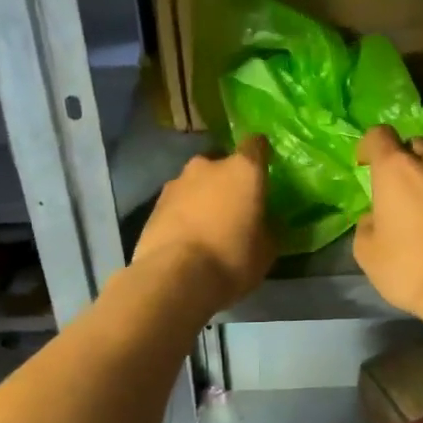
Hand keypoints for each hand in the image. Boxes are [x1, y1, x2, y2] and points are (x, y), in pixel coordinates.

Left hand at [133, 135, 274, 310]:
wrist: (174, 277)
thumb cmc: (231, 259)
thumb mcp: (266, 250)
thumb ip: (268, 227)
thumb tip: (265, 221)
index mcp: (243, 170)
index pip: (256, 145)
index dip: (260, 155)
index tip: (263, 170)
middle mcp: (208, 166)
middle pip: (222, 165)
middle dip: (228, 181)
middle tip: (235, 208)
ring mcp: (177, 182)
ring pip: (197, 183)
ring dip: (203, 198)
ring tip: (208, 227)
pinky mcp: (154, 204)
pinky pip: (178, 203)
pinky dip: (183, 214)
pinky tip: (187, 238)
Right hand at [354, 125, 422, 320]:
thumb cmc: (408, 268)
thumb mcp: (367, 251)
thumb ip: (368, 223)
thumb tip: (377, 217)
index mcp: (396, 169)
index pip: (379, 135)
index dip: (368, 147)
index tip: (364, 166)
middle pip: (414, 145)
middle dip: (403, 160)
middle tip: (398, 188)